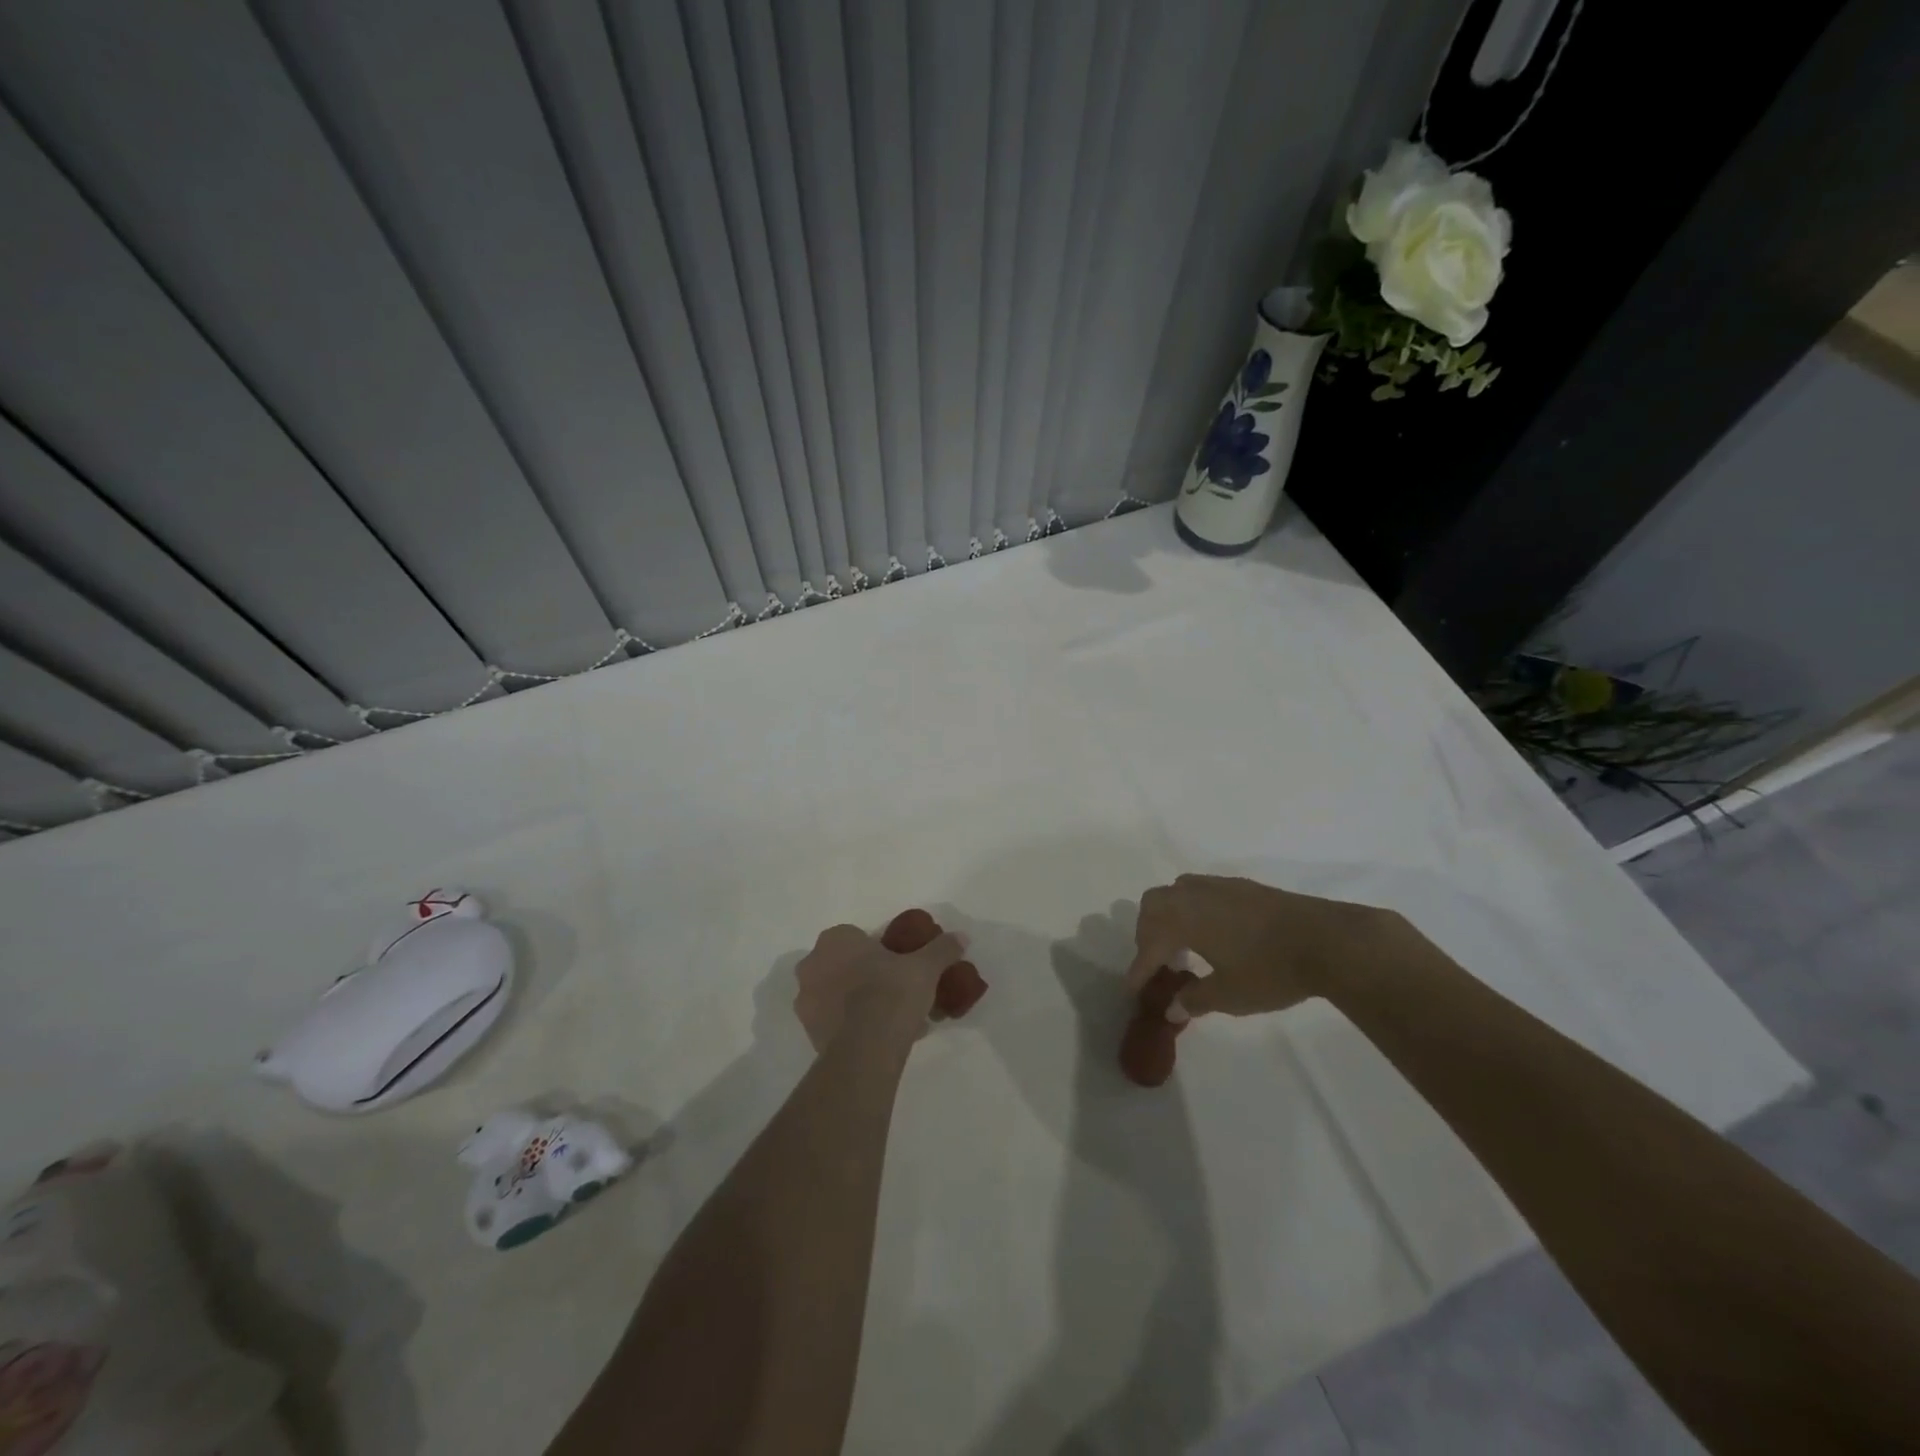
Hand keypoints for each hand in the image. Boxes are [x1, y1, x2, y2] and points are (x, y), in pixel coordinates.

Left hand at [793, 923, 967, 1052]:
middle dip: (866, 976)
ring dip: (857, 1002)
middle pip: (844, 965)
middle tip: (896, 991)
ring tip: (892, 1019)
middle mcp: (812, 964)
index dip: (879, 951)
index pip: (857, 937)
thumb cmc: (892, 993)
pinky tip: (880, 1037)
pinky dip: (851, 1026)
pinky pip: (834, 1022)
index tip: (899, 966)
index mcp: (835, 940)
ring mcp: (805, 1000)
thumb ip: (942, 948)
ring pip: (837, 994)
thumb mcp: (925, 968)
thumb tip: (962, 936)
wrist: (867, 1048)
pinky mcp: (808, 1032)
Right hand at [1125, 874, 1424, 1019]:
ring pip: (1177, 893)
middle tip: (1159, 963)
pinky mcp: (1242, 887)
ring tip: (1185, 947)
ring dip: (1170, 918)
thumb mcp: (1229, 995)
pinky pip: (1201, 893)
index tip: (1134, 990)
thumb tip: (1172, 1008)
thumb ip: (1195, 999)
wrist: (1328, 940)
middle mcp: (1193, 895)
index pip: (1149, 945)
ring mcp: (1219, 886)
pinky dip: (1193, 911)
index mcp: (1182, 918)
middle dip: (1148, 934)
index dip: (1140, 969)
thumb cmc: (1271, 970)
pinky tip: (1213, 934)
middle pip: (1154, 906)